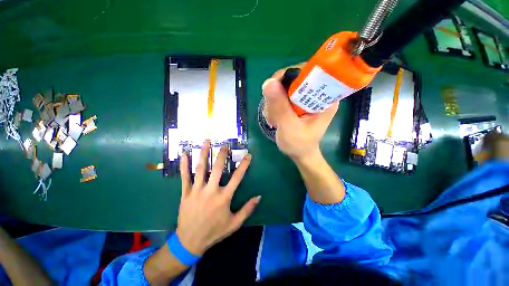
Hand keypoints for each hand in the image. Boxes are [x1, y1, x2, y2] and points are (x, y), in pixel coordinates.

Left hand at [176, 141, 260, 255]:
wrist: (190, 242)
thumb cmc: (214, 232)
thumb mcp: (234, 223)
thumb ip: (247, 209)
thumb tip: (258, 197)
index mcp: (224, 198)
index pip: (237, 177)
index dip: (244, 165)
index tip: (248, 155)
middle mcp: (211, 191)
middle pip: (217, 168)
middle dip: (222, 154)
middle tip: (225, 144)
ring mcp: (197, 191)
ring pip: (201, 169)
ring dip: (203, 154)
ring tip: (206, 142)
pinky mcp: (186, 193)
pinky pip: (185, 177)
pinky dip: (184, 165)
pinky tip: (184, 154)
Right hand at [262, 64, 338, 159]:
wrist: (299, 154)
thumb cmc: (299, 144)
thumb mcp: (289, 127)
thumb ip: (280, 107)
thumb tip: (268, 82)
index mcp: (324, 98)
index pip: (308, 72)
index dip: (289, 76)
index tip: (275, 89)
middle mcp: (316, 94)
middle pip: (292, 78)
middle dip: (277, 93)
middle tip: (273, 111)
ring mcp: (305, 98)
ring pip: (283, 87)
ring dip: (273, 102)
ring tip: (275, 120)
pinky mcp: (296, 103)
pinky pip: (280, 96)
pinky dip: (273, 106)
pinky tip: (275, 119)